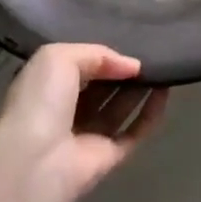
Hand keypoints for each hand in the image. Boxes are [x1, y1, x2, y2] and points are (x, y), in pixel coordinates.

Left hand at [0, 45, 166, 201]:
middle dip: (123, 71)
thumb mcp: (58, 57)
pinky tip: (165, 92)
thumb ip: (97, 54)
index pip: (78, 66)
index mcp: (46, 86)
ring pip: (118, 109)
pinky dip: (150, 114)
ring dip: (140, 89)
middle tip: (153, 51)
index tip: (130, 40)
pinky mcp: (106, 159)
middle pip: (101, 87)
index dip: (102, 55)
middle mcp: (65, 111)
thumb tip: (132, 66)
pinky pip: (133, 133)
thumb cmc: (40, 101)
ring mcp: (86, 137)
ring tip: (165, 65)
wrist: (34, 161)